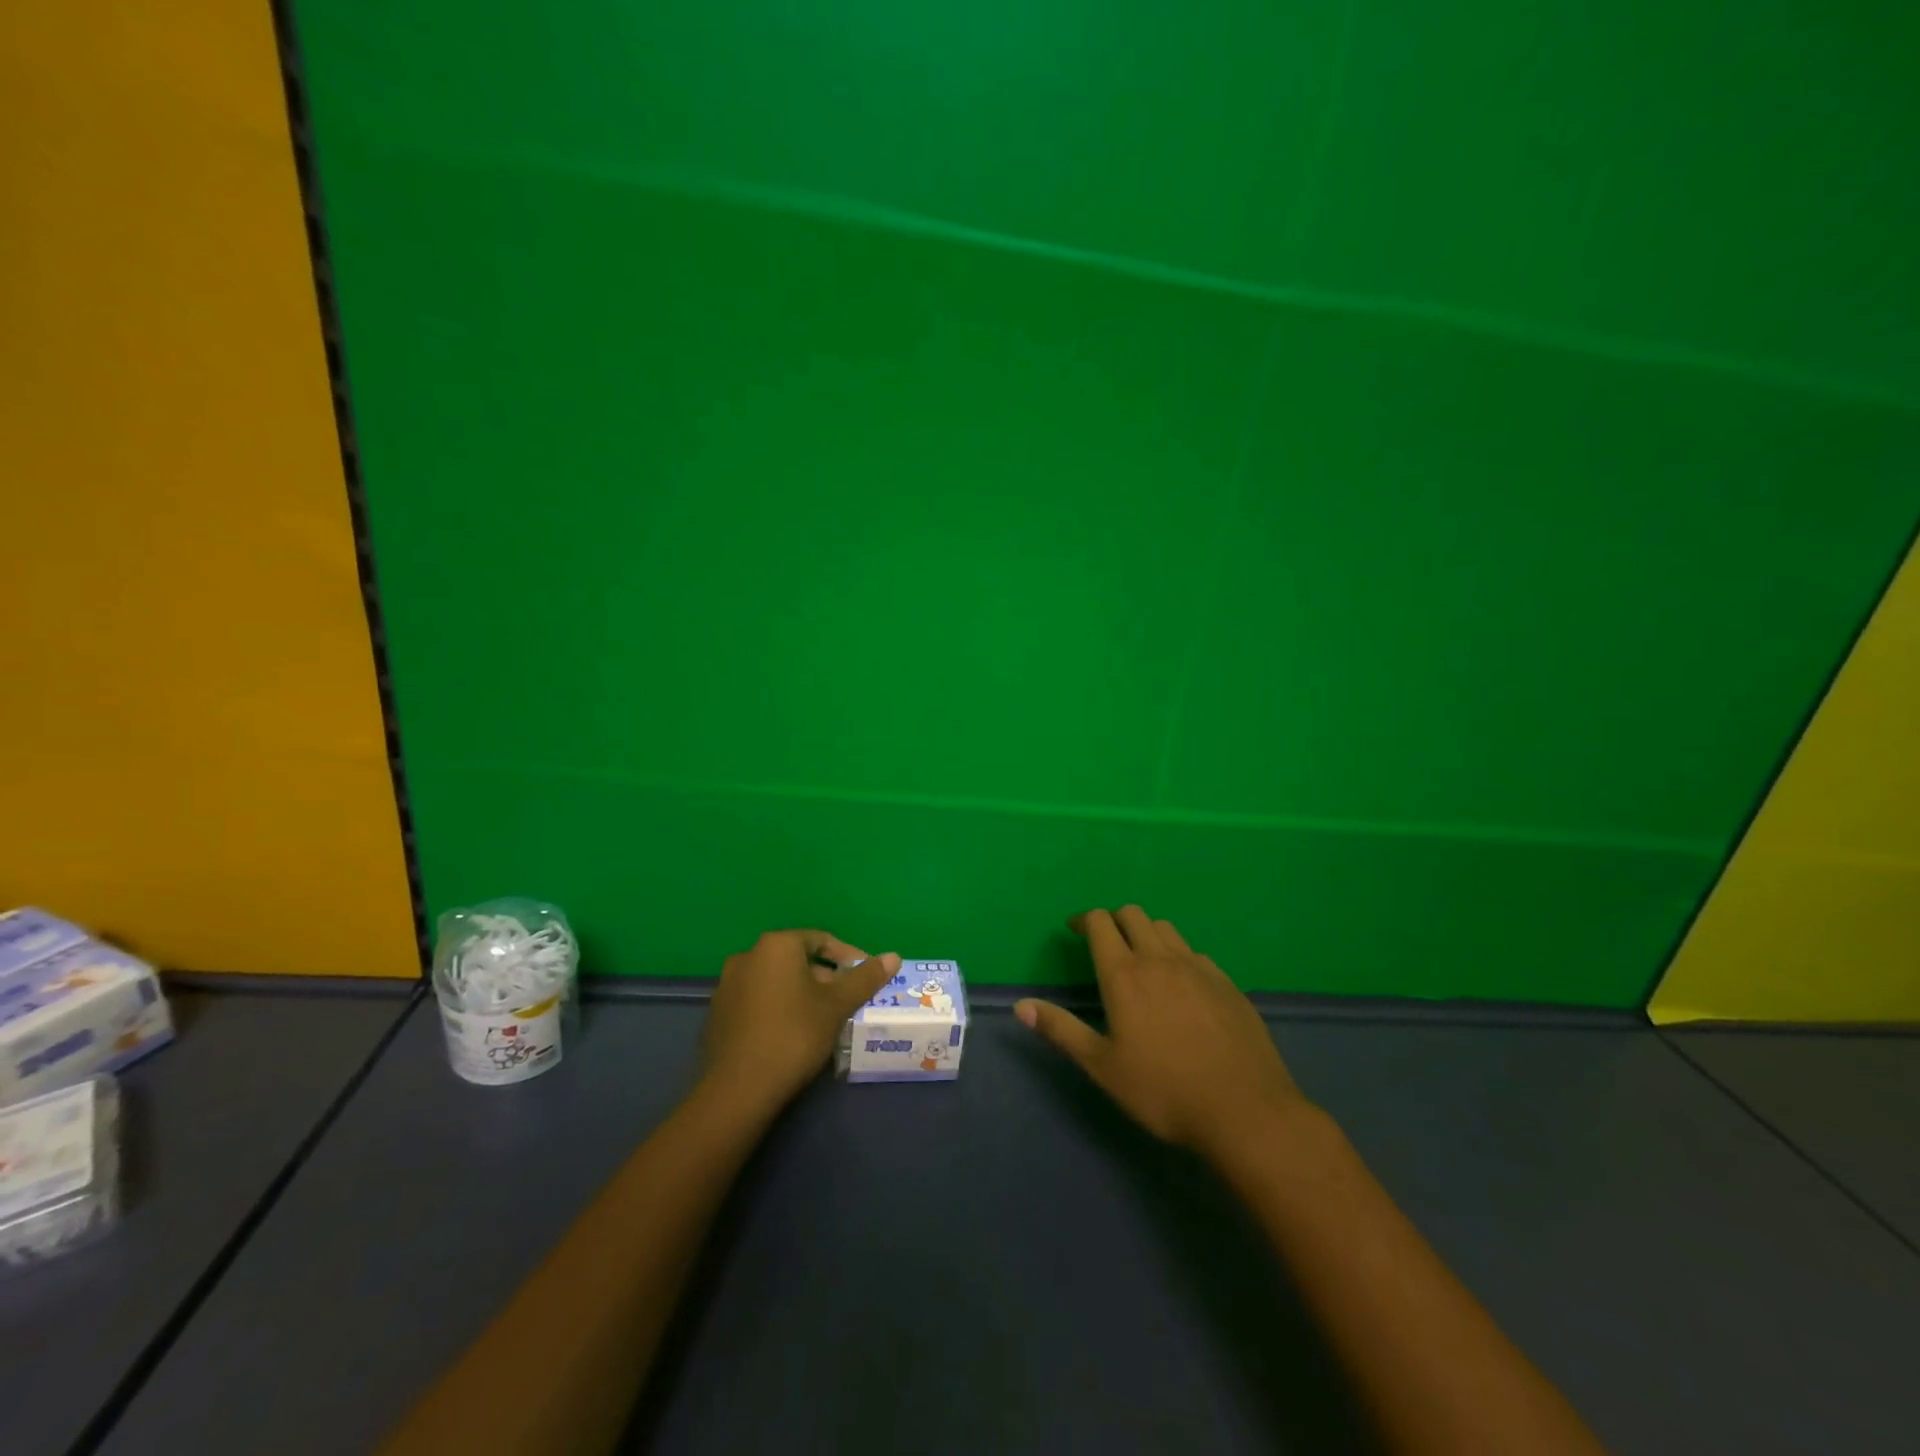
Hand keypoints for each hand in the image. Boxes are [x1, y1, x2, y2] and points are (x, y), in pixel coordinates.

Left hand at [703, 931, 899, 1110]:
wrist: (739, 1089)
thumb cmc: (794, 1035)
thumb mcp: (837, 1005)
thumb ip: (865, 978)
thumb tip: (894, 956)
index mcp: (776, 945)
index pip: (821, 940)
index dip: (848, 957)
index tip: (865, 979)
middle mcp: (747, 956)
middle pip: (798, 960)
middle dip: (825, 978)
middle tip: (846, 1003)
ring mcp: (728, 985)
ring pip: (777, 981)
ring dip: (802, 994)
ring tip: (824, 1021)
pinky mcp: (718, 1013)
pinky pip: (758, 1000)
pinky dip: (779, 1008)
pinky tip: (792, 1035)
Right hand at [1016, 907, 1311, 1161]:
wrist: (1245, 1111)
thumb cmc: (1164, 1091)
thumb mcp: (1102, 1067)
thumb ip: (1061, 1030)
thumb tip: (1021, 1006)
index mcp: (1124, 975)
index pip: (1100, 923)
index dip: (1083, 919)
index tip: (1073, 929)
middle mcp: (1160, 959)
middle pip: (1133, 915)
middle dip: (1113, 919)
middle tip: (1104, 942)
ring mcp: (1198, 968)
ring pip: (1166, 929)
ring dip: (1146, 932)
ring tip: (1141, 959)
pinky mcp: (1227, 983)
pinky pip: (1195, 953)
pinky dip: (1178, 956)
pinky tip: (1181, 986)